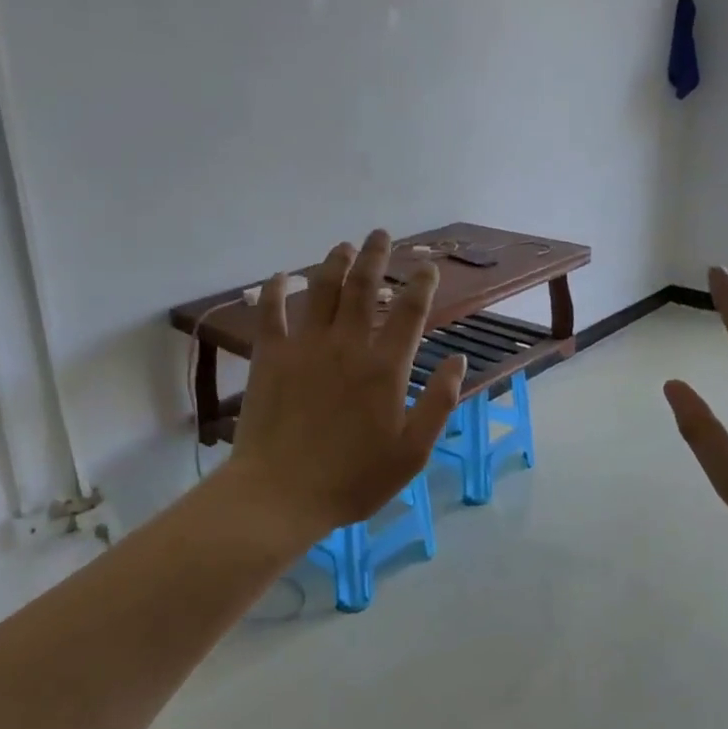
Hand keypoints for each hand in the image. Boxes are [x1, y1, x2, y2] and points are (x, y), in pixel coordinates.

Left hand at [225, 229, 466, 542]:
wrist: (281, 494)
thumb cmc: (353, 479)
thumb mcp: (412, 451)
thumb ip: (439, 402)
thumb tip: (457, 359)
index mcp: (384, 367)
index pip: (409, 311)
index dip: (421, 283)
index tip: (428, 266)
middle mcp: (346, 344)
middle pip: (363, 286)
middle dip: (375, 255)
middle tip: (381, 234)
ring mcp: (304, 346)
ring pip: (321, 289)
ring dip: (334, 262)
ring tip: (343, 246)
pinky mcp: (270, 356)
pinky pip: (272, 312)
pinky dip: (276, 290)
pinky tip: (281, 276)